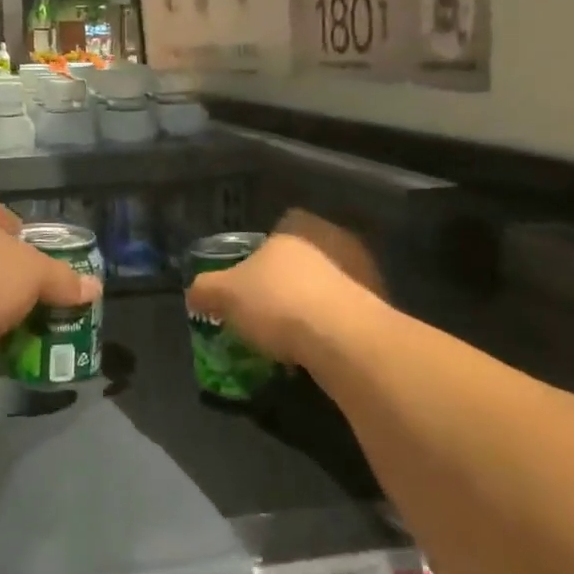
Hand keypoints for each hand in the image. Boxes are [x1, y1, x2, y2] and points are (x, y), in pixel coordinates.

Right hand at [186, 209, 381, 365]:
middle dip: (286, 278)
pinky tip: (312, 347)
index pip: (280, 225)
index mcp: (296, 229)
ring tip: (287, 333)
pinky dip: (328, 327)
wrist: (344, 341)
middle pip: (303, 257)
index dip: (262, 250)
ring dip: (309, 304)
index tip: (248, 277)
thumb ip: (206, 289)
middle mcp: (332, 243)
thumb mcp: (224, 294)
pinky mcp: (379, 309)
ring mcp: (361, 275)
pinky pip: (343, 313)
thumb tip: (194, 293)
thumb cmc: (279, 302)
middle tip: (264, 306)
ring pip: (326, 285)